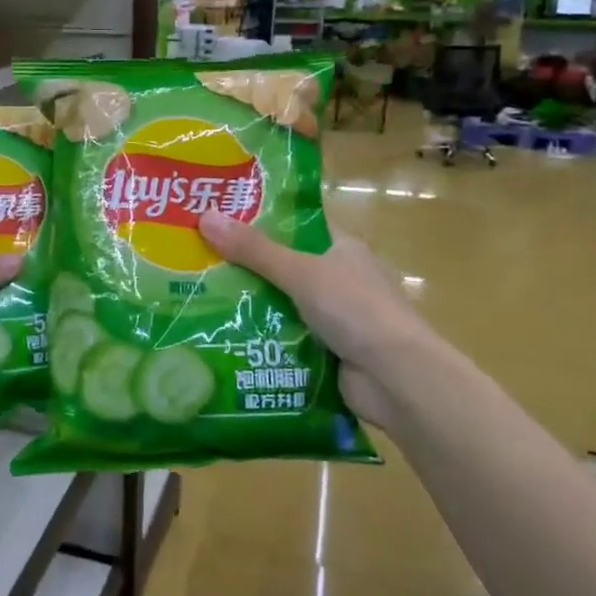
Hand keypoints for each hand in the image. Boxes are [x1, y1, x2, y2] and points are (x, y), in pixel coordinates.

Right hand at [197, 209, 448, 433]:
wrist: (397, 379)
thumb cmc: (356, 310)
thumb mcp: (301, 272)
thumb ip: (254, 250)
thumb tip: (205, 216)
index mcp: (343, 248)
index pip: (299, 224)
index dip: (263, 219)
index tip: (221, 217)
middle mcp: (340, 279)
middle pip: (286, 266)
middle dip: (246, 266)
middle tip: (198, 261)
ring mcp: (336, 318)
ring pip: (283, 304)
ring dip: (251, 305)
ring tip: (200, 299)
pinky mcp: (328, 351)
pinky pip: (287, 338)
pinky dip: (263, 338)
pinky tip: (226, 336)